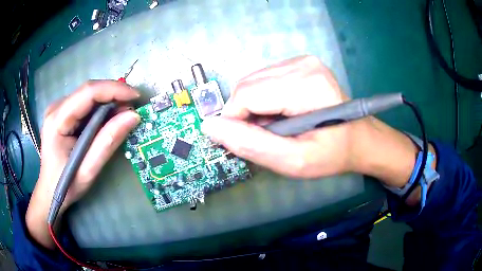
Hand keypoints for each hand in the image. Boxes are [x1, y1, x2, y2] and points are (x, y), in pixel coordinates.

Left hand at [26, 80, 139, 248]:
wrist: (49, 191)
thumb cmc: (65, 186)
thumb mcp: (88, 170)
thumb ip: (108, 142)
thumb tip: (132, 116)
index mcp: (56, 120)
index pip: (87, 93)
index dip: (113, 90)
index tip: (136, 97)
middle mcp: (56, 108)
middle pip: (88, 91)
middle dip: (113, 95)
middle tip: (132, 109)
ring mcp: (58, 109)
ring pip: (88, 96)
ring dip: (108, 102)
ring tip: (123, 116)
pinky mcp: (62, 113)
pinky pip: (85, 104)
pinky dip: (100, 109)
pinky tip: (108, 120)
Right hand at [201, 56, 356, 177]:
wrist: (359, 139)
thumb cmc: (332, 154)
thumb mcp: (294, 161)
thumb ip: (252, 145)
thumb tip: (211, 128)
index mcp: (306, 84)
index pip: (246, 94)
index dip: (236, 121)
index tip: (247, 141)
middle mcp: (302, 64)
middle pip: (247, 85)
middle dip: (245, 114)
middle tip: (266, 135)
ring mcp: (302, 60)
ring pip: (252, 81)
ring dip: (254, 107)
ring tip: (276, 126)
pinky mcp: (300, 63)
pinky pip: (263, 79)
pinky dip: (263, 99)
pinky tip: (280, 112)